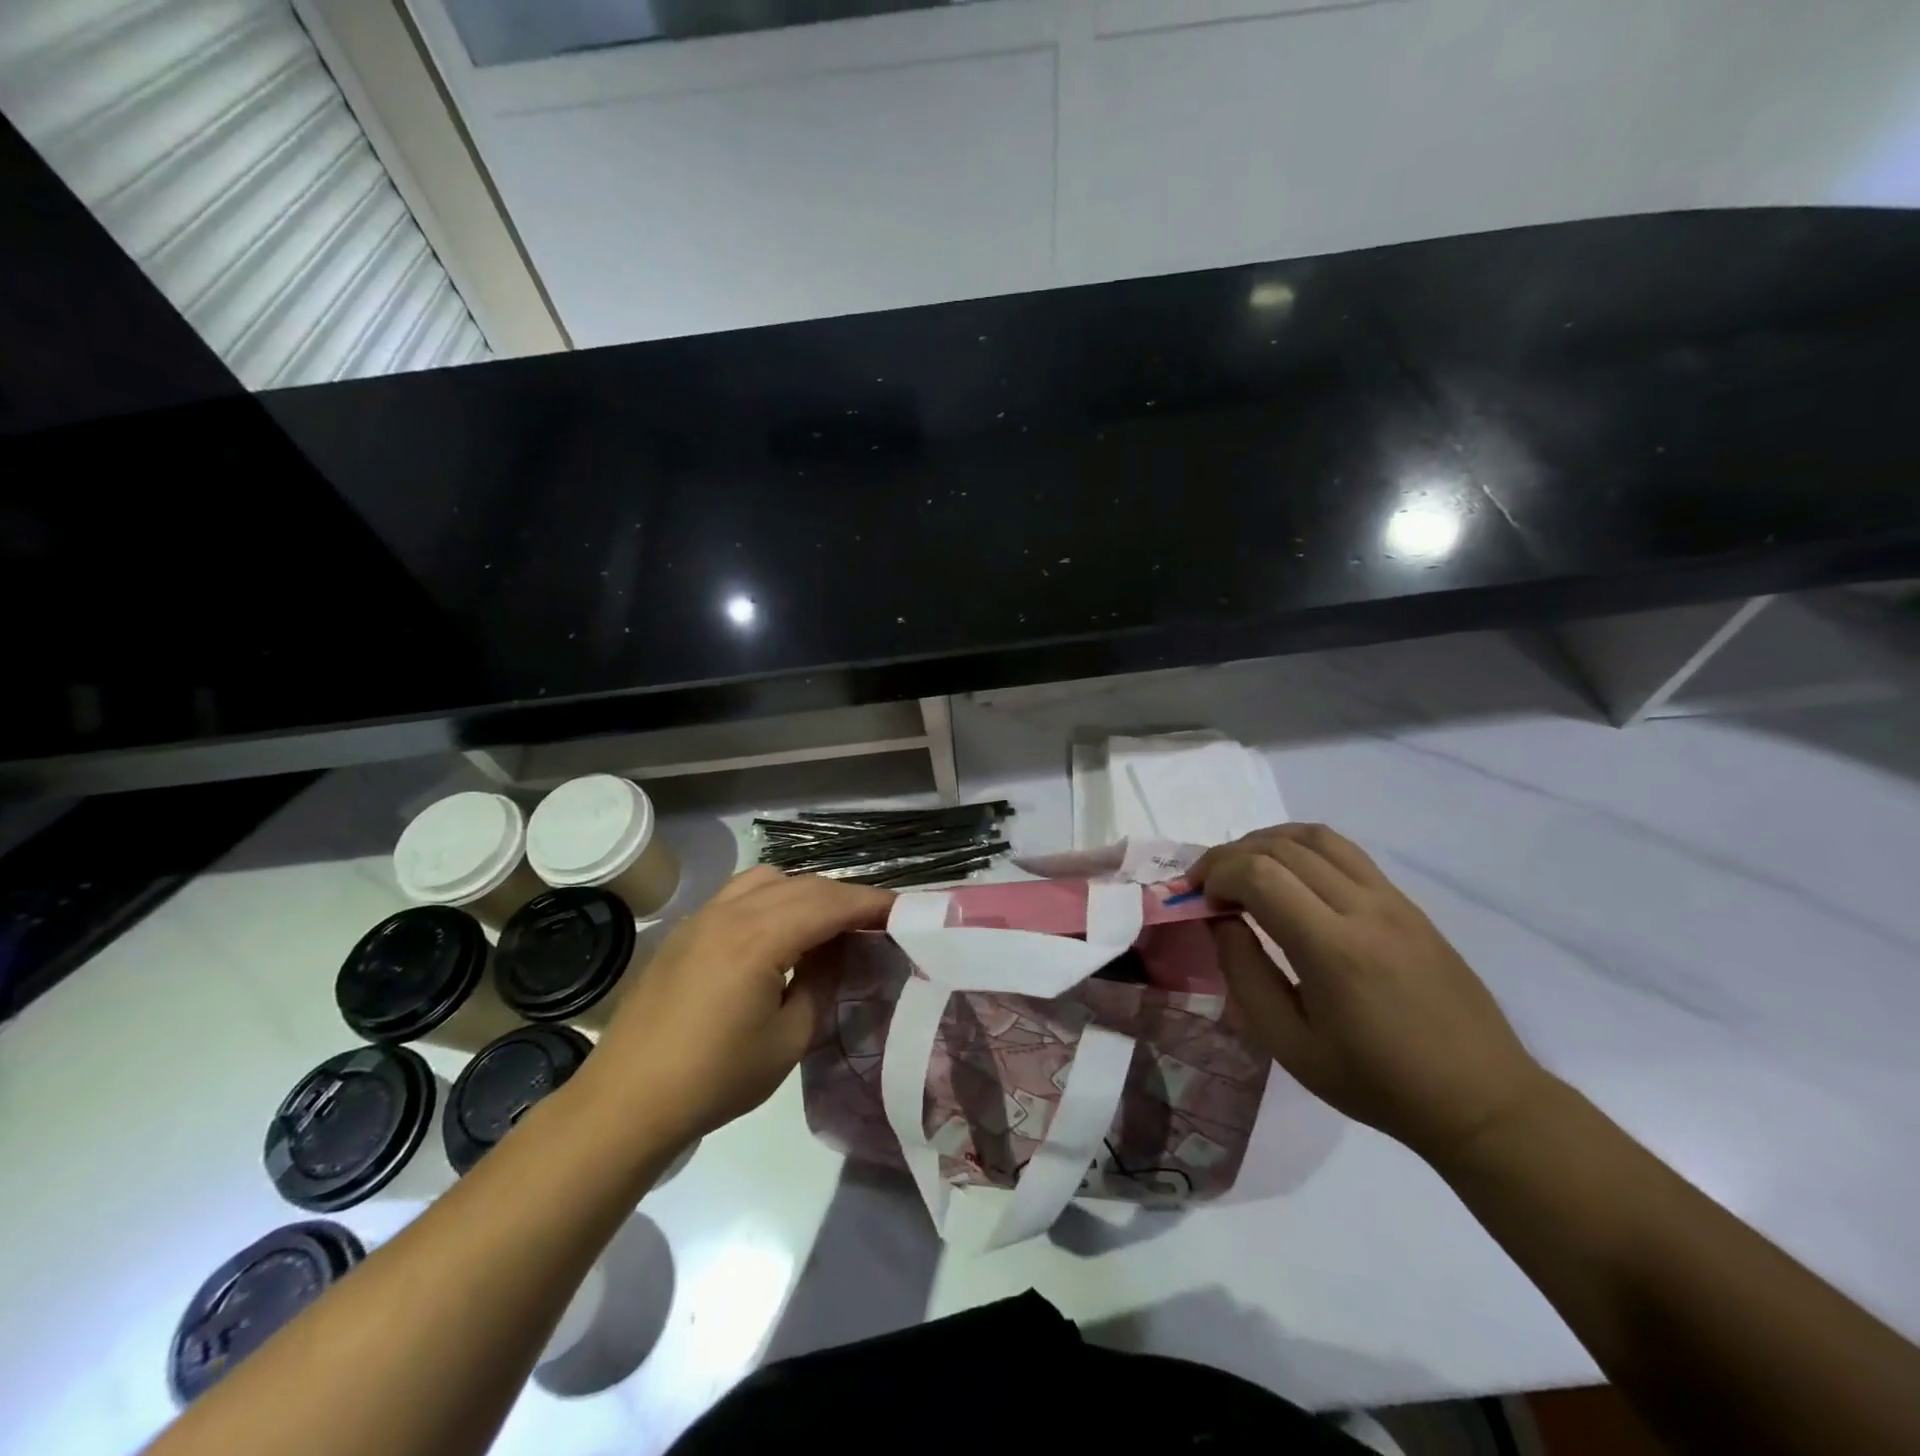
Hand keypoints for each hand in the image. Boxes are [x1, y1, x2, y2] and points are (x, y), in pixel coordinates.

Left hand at [583, 867, 891, 1146]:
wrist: (626, 1101)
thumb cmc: (713, 1079)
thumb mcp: (787, 1041)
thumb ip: (821, 984)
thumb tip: (836, 951)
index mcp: (758, 939)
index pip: (829, 904)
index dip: (871, 903)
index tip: (904, 909)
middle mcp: (731, 913)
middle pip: (804, 885)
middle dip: (845, 896)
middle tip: (876, 920)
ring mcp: (703, 916)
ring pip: (770, 878)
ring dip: (807, 892)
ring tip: (826, 924)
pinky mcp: (686, 929)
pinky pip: (741, 892)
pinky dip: (773, 896)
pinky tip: (778, 931)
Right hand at [1193, 824, 1549, 1162]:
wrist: (1481, 1099)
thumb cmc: (1376, 1083)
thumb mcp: (1291, 1045)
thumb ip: (1246, 974)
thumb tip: (1221, 920)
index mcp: (1333, 951)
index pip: (1260, 875)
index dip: (1217, 876)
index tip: (1199, 901)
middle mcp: (1364, 909)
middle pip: (1281, 848)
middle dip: (1230, 856)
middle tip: (1207, 885)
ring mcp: (1391, 900)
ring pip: (1315, 836)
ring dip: (1265, 841)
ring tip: (1241, 868)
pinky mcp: (1406, 902)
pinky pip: (1344, 851)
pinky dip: (1300, 846)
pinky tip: (1286, 872)